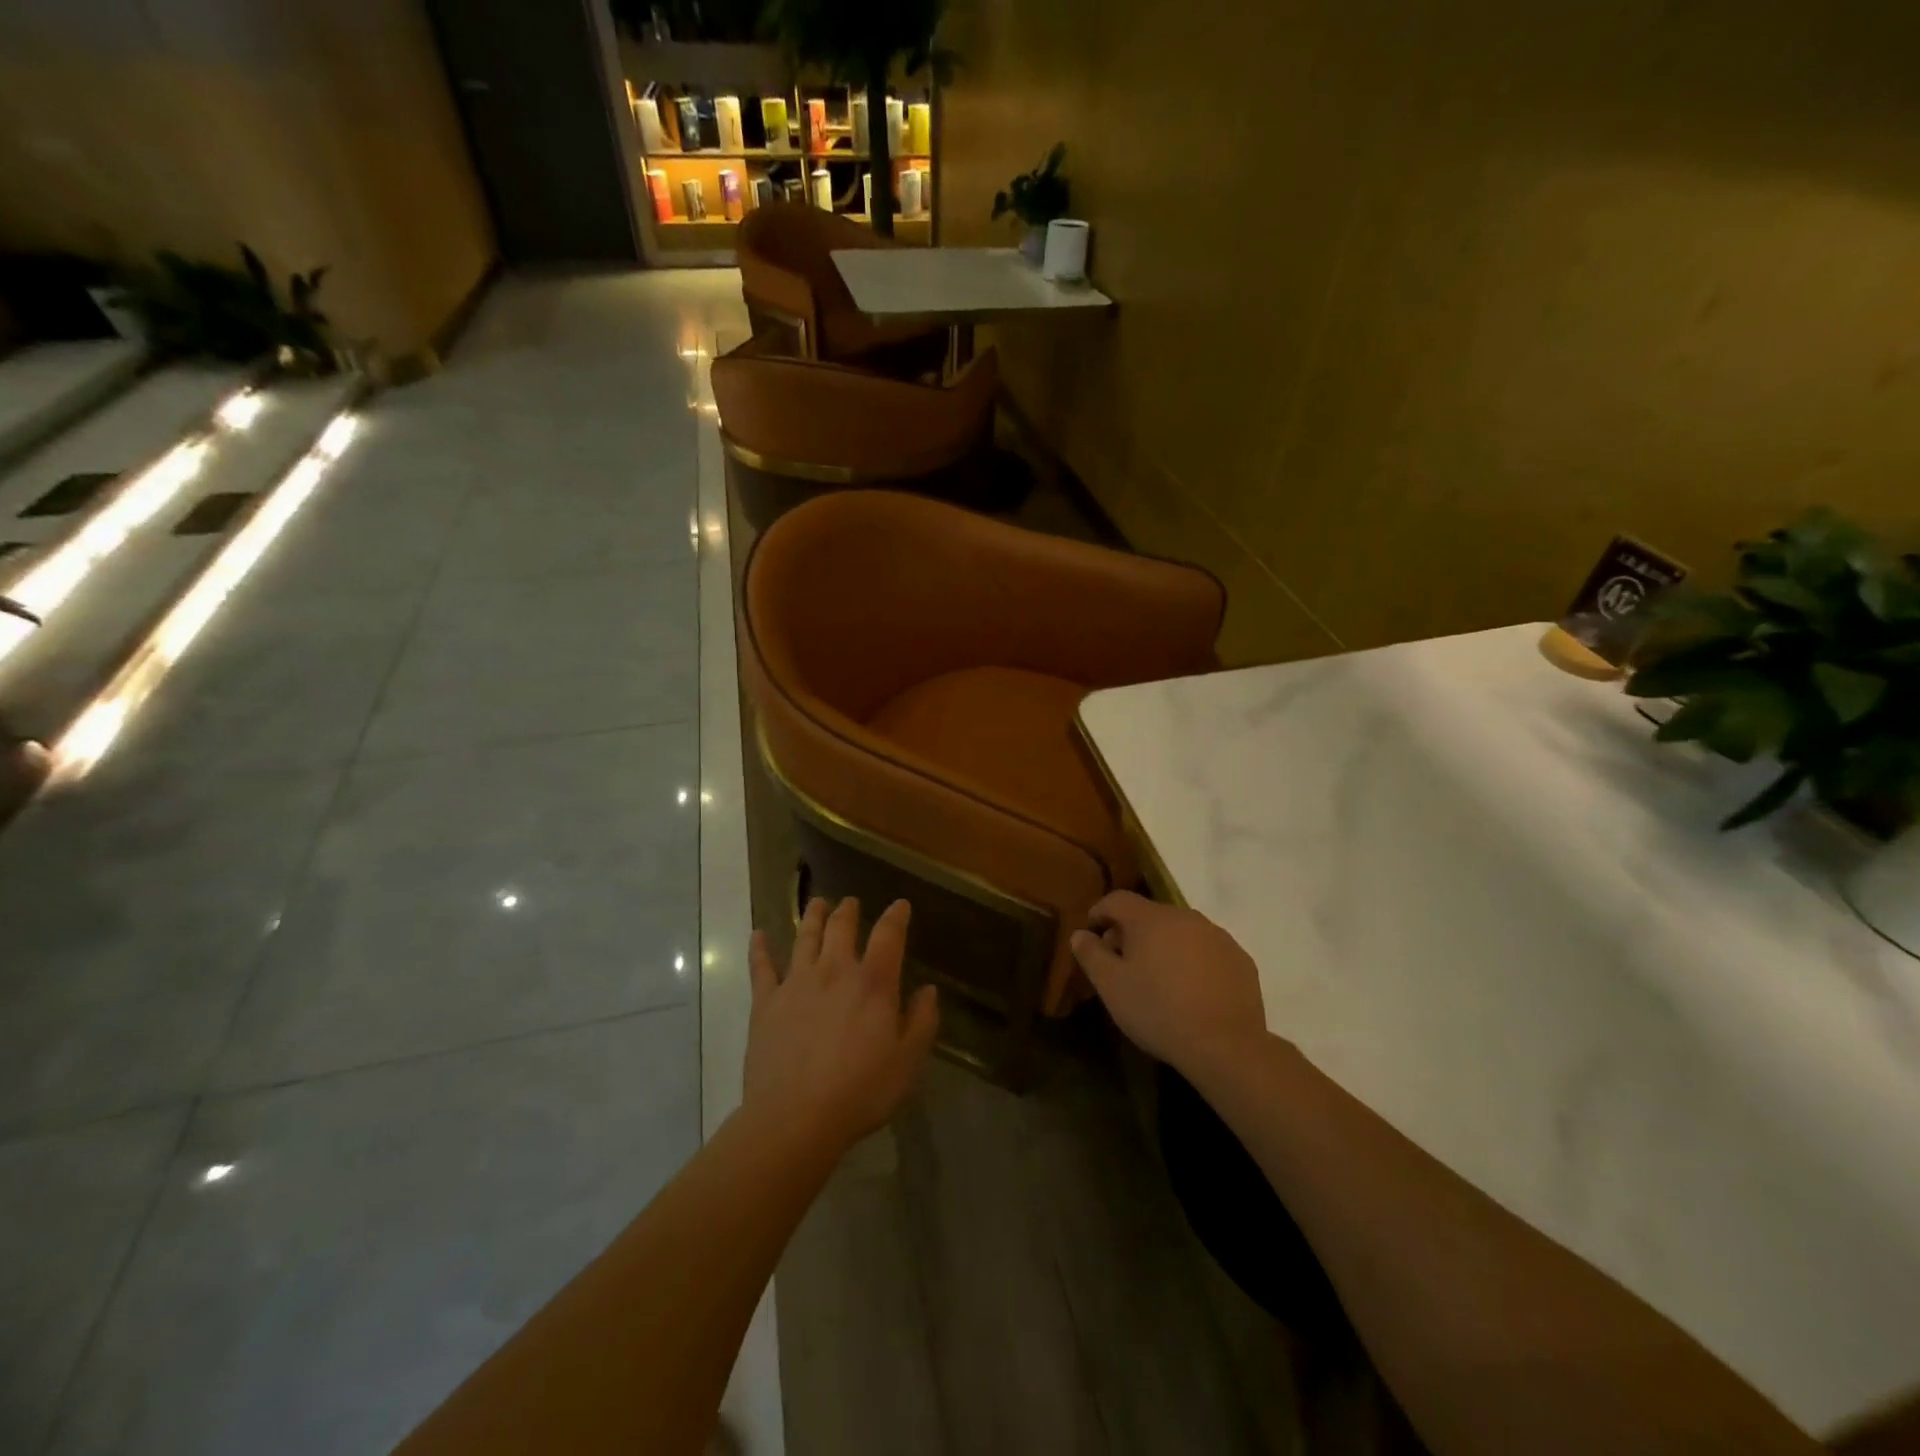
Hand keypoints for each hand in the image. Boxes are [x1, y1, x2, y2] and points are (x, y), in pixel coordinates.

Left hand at [744, 897, 938, 1151]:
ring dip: (813, 917)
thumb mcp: (908, 1061)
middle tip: (850, 902)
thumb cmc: (861, 1091)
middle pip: (842, 927)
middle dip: (848, 911)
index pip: (888, 936)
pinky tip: (758, 934)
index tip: (900, 905)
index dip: (896, 916)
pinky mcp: (766, 1002)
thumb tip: (928, 990)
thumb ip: (922, 1021)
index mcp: (873, 983)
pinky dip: (759, 948)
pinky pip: (761, 967)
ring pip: (805, 937)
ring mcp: (797, 983)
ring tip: (817, 903)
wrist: (796, 1117)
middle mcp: (835, 971)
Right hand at [1070, 890, 1267, 1076]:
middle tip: (1123, 966)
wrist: (1225, 1046)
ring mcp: (1217, 936)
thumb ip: (1091, 954)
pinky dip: (1193, 961)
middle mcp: (1185, 917)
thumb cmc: (1158, 1011)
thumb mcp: (1111, 987)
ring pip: (1180, 932)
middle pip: (1149, 915)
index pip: (1117, 899)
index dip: (1100, 913)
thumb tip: (1080, 934)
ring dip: (1164, 947)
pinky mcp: (1239, 959)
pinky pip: (1206, 950)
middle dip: (1131, 934)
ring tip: (1159, 981)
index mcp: (1151, 919)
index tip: (1092, 937)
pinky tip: (1191, 992)